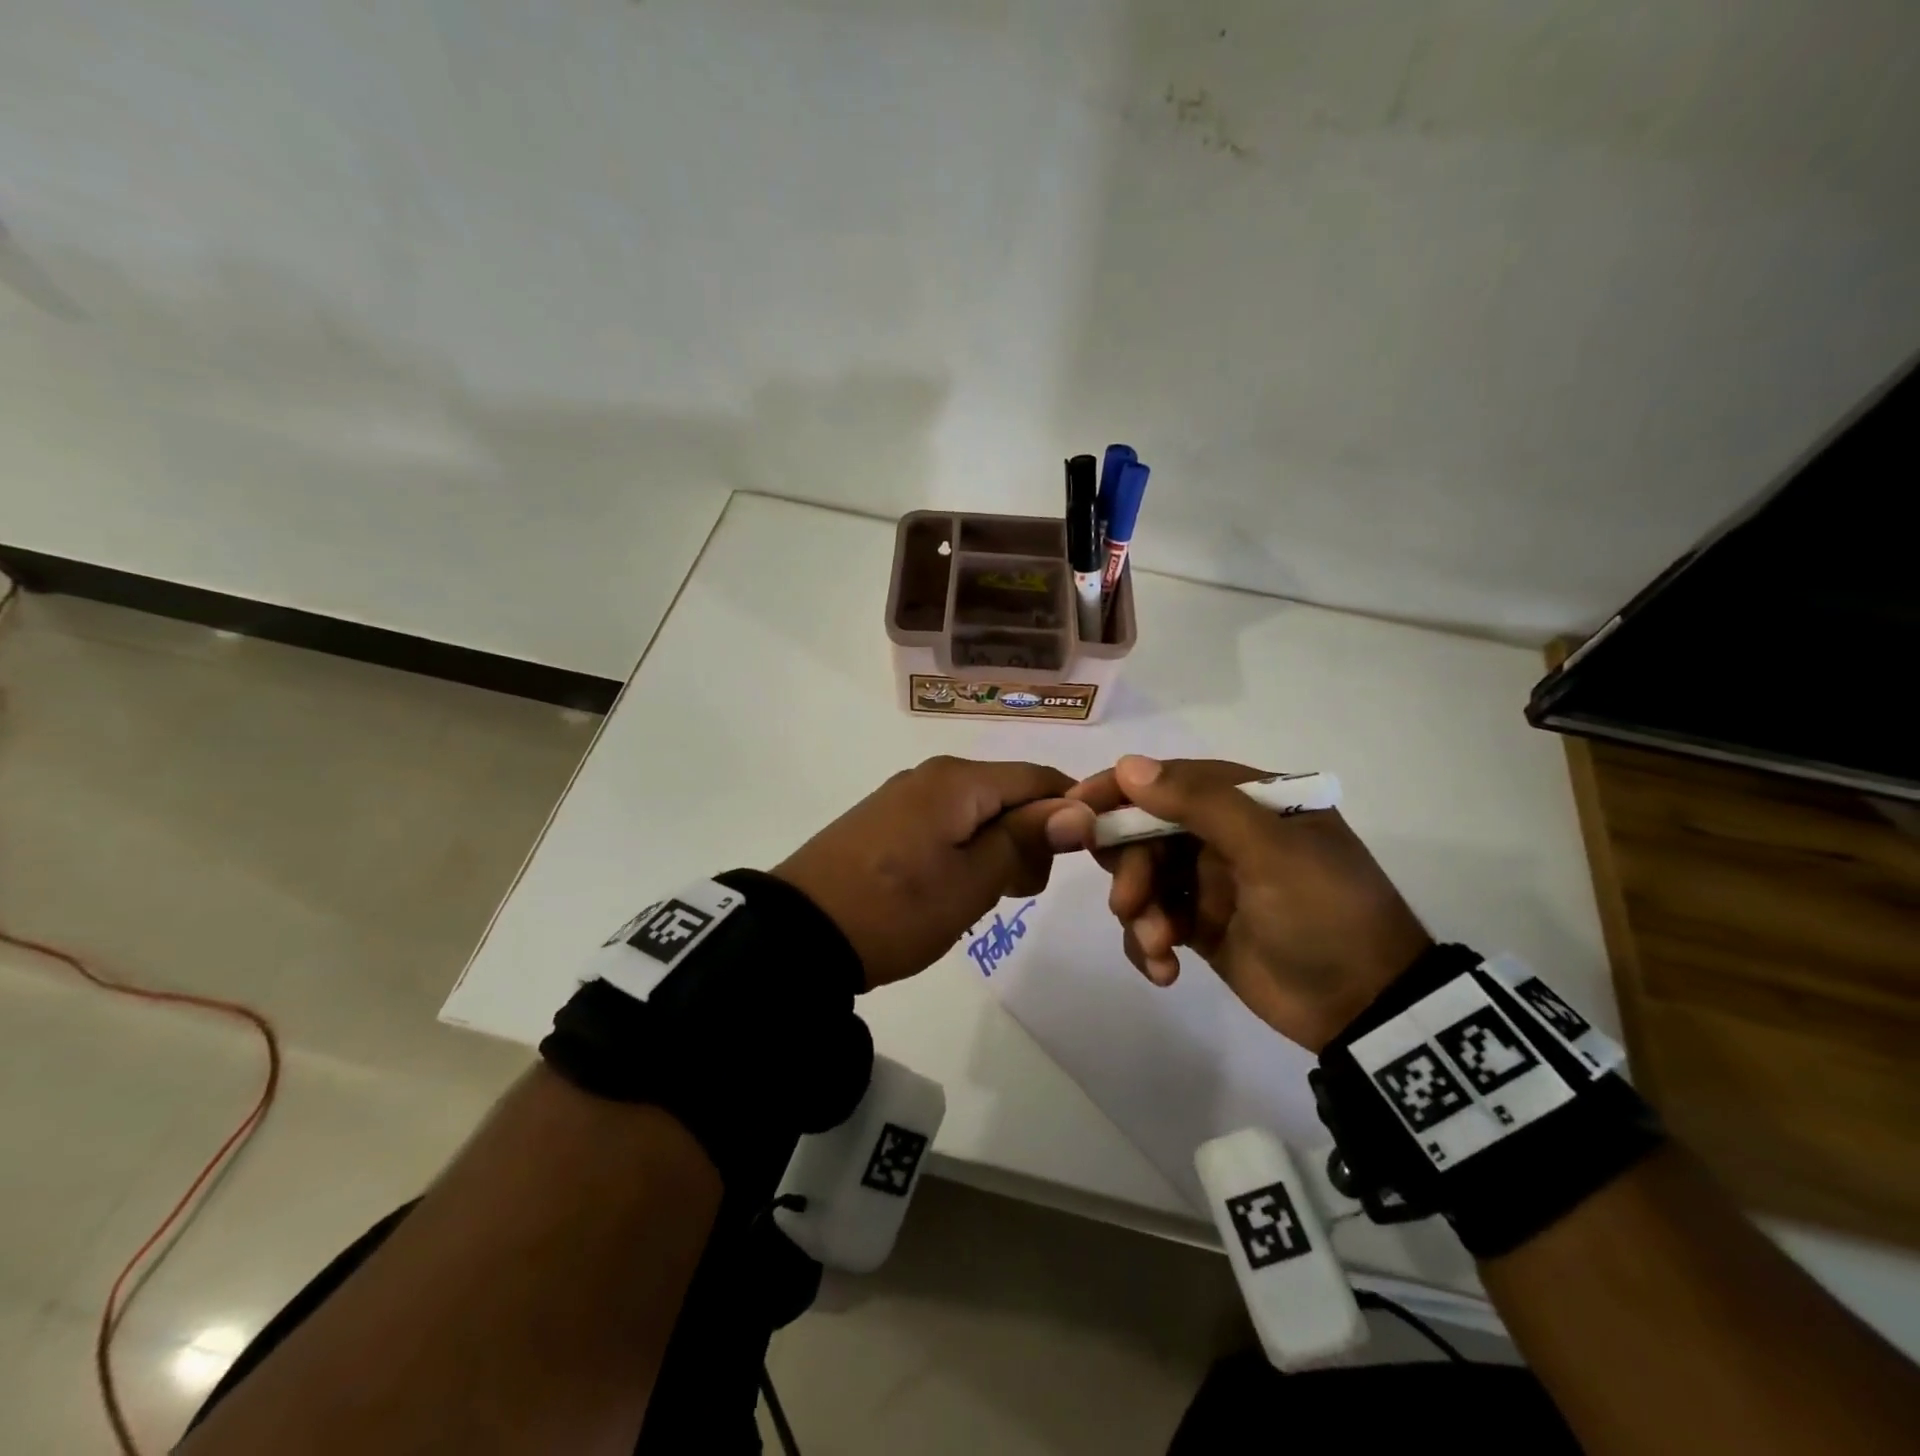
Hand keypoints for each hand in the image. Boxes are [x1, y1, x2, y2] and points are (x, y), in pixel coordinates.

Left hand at [774, 756, 1077, 988]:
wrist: (799, 934)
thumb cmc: (896, 909)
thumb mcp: (972, 881)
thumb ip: (1026, 839)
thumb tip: (1080, 809)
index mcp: (958, 780)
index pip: (1038, 777)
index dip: (1072, 810)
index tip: (1084, 856)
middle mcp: (933, 775)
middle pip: (1008, 793)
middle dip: (1031, 837)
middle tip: (1015, 892)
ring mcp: (904, 797)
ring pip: (978, 812)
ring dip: (997, 850)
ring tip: (979, 898)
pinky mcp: (885, 821)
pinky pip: (947, 824)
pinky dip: (965, 852)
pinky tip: (949, 889)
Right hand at [1047, 756, 1431, 1051]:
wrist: (1366, 1008)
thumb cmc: (1325, 914)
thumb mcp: (1271, 851)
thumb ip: (1201, 804)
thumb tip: (1129, 765)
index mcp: (1248, 801)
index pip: (1170, 779)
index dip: (1121, 790)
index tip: (1078, 808)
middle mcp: (1224, 834)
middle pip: (1147, 832)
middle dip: (1130, 868)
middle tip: (1130, 904)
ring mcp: (1210, 880)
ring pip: (1143, 878)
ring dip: (1138, 911)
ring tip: (1158, 946)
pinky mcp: (1199, 925)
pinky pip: (1153, 921)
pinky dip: (1148, 943)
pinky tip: (1164, 969)